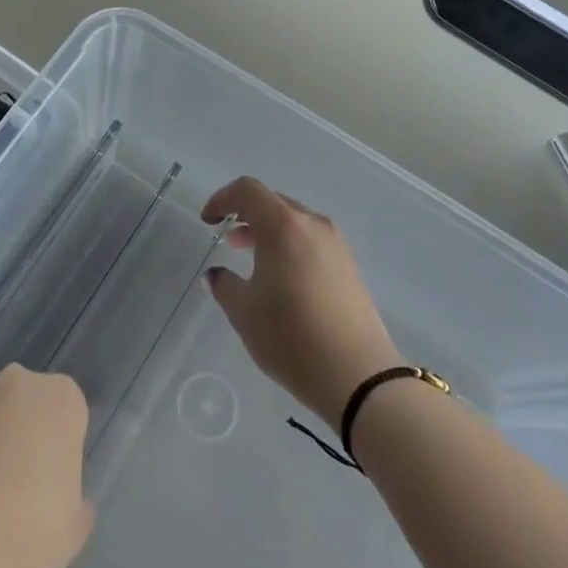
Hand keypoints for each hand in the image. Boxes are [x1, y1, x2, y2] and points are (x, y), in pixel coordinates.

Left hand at [0, 365, 94, 567]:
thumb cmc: (24, 540)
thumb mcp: (71, 529)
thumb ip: (74, 497)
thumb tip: (58, 491)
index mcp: (60, 399)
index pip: (67, 410)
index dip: (59, 445)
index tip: (50, 480)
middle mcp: (16, 382)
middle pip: (25, 402)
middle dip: (22, 431)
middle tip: (15, 483)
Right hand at [203, 176, 401, 426]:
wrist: (359, 377)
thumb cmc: (291, 337)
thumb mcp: (244, 312)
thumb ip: (224, 285)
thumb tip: (217, 274)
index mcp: (283, 226)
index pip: (247, 190)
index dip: (222, 199)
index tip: (208, 221)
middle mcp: (312, 224)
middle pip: (273, 202)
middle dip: (245, 214)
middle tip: (226, 237)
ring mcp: (335, 244)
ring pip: (294, 221)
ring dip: (268, 231)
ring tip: (249, 257)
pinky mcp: (349, 266)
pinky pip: (311, 240)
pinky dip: (289, 245)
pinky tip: (280, 277)